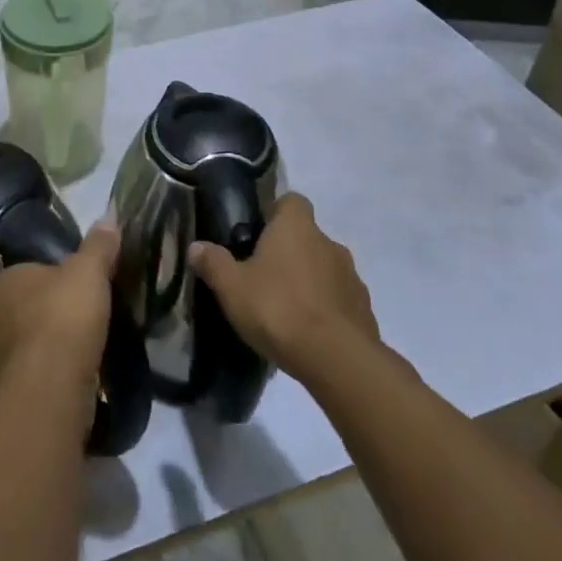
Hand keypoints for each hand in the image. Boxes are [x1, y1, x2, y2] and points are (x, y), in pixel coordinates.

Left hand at [0, 220, 118, 394]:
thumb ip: (98, 245)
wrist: (52, 387)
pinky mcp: (13, 389)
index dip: (57, 274)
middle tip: (89, 313)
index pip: (32, 269)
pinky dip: (56, 371)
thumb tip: (108, 217)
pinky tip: (80, 372)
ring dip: (55, 343)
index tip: (82, 283)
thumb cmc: (65, 317)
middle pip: (31, 305)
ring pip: (33, 340)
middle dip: (55, 309)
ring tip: (89, 344)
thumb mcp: (89, 271)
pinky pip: (38, 370)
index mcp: (7, 280)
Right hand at [189, 194, 379, 382]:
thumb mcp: (232, 287)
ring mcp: (352, 277)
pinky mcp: (364, 310)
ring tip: (286, 309)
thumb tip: (197, 246)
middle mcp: (328, 242)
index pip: (291, 201)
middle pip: (307, 236)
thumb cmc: (278, 309)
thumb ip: (213, 263)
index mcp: (296, 227)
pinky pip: (340, 299)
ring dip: (309, 281)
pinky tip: (309, 332)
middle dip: (289, 252)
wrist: (337, 359)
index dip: (275, 213)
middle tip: (263, 276)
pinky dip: (326, 308)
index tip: (258, 233)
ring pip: (325, 268)